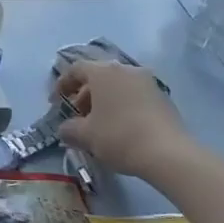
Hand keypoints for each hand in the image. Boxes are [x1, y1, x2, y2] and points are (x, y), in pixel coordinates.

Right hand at [54, 60, 201, 178]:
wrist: (168, 153)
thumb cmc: (119, 137)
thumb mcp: (86, 135)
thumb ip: (69, 129)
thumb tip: (65, 129)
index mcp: (104, 72)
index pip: (76, 69)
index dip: (62, 84)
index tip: (55, 102)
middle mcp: (126, 69)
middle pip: (98, 76)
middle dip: (83, 94)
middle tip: (77, 115)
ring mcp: (147, 81)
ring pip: (117, 86)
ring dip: (103, 100)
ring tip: (98, 124)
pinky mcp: (162, 97)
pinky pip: (133, 95)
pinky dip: (121, 105)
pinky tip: (120, 127)